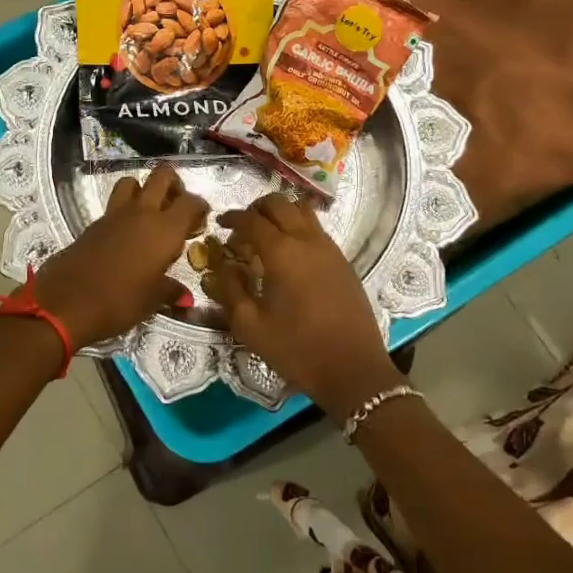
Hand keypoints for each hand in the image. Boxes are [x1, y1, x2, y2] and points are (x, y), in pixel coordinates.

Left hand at [34, 165, 209, 348]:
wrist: (67, 303)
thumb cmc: (120, 301)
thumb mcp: (152, 300)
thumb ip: (170, 291)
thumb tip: (184, 297)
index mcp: (164, 229)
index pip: (190, 201)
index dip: (199, 206)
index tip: (201, 218)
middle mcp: (141, 213)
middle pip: (161, 176)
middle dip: (173, 184)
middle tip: (176, 205)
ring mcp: (114, 215)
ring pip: (131, 182)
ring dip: (142, 190)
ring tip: (149, 213)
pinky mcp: (93, 224)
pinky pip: (114, 206)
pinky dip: (124, 211)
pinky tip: (126, 235)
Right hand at [202, 195, 403, 417]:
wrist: (352, 368)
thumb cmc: (297, 349)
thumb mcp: (251, 326)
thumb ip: (230, 290)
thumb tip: (222, 266)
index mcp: (281, 252)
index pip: (251, 220)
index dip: (232, 217)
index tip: (220, 223)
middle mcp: (307, 241)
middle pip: (280, 204)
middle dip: (257, 208)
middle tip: (243, 226)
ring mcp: (329, 249)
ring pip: (303, 211)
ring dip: (281, 214)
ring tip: (267, 235)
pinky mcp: (343, 261)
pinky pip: (317, 229)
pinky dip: (299, 227)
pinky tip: (291, 254)